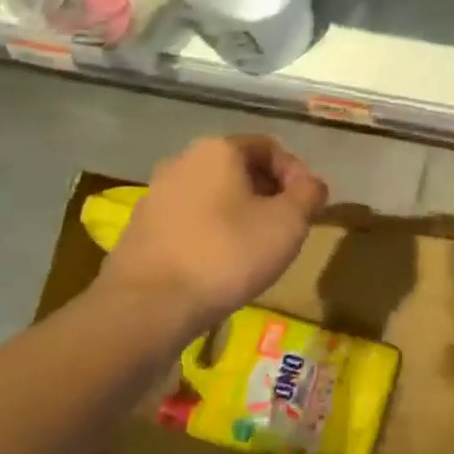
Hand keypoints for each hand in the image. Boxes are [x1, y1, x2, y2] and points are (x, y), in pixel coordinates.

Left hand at [97, 135, 326, 324]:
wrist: (148, 305)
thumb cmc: (227, 254)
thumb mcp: (288, 223)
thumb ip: (309, 194)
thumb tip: (311, 184)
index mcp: (219, 149)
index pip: (269, 147)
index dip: (296, 174)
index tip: (307, 208)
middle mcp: (183, 160)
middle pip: (239, 169)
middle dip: (268, 194)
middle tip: (286, 228)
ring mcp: (156, 194)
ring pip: (213, 195)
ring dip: (240, 214)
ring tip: (255, 249)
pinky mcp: (141, 228)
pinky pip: (190, 220)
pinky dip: (212, 233)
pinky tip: (220, 265)